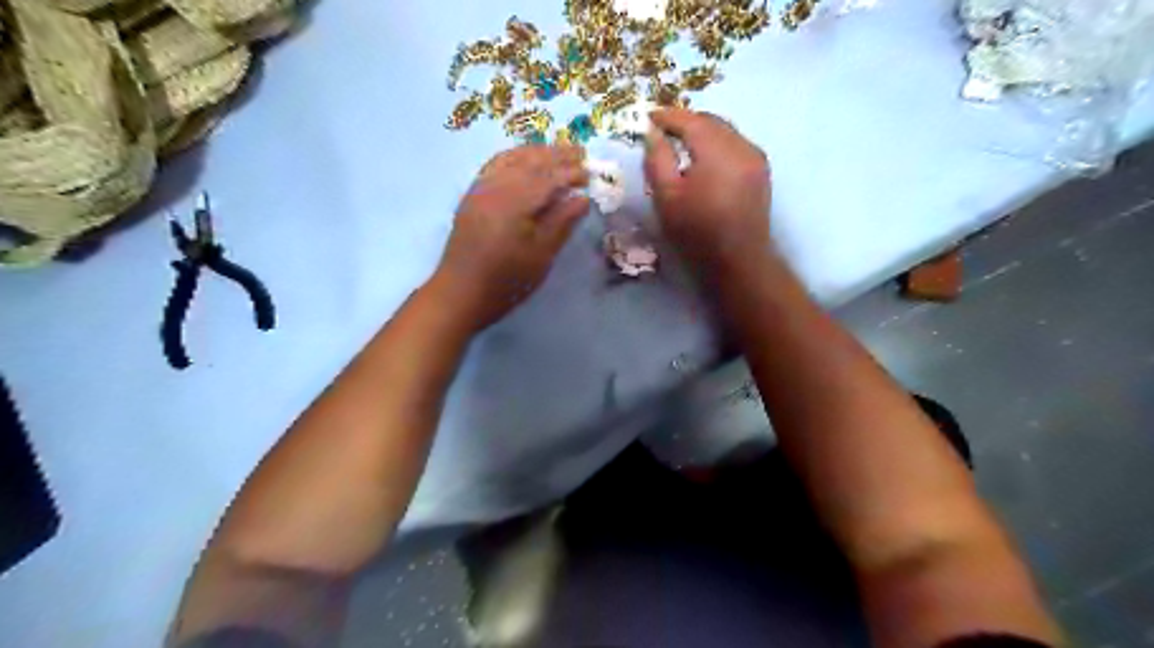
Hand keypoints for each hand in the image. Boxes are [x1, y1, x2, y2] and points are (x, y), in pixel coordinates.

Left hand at [434, 145, 588, 331]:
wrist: (460, 294)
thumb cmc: (506, 282)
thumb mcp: (540, 257)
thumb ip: (561, 223)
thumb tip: (582, 198)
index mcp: (515, 203)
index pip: (548, 177)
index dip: (571, 173)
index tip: (591, 174)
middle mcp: (495, 187)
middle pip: (529, 161)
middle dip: (556, 155)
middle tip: (580, 153)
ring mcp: (480, 189)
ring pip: (511, 159)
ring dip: (536, 152)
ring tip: (557, 153)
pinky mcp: (472, 196)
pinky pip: (494, 165)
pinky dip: (514, 157)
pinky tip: (524, 161)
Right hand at [645, 106, 767, 276]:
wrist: (738, 261)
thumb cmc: (697, 232)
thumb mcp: (667, 197)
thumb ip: (657, 159)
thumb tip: (652, 133)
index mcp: (717, 150)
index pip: (690, 120)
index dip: (668, 116)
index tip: (649, 117)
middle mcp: (741, 145)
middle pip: (711, 121)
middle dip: (686, 121)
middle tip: (663, 130)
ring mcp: (756, 158)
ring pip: (726, 131)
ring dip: (703, 132)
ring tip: (682, 143)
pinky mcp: (761, 171)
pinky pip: (736, 145)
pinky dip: (717, 144)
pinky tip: (705, 159)